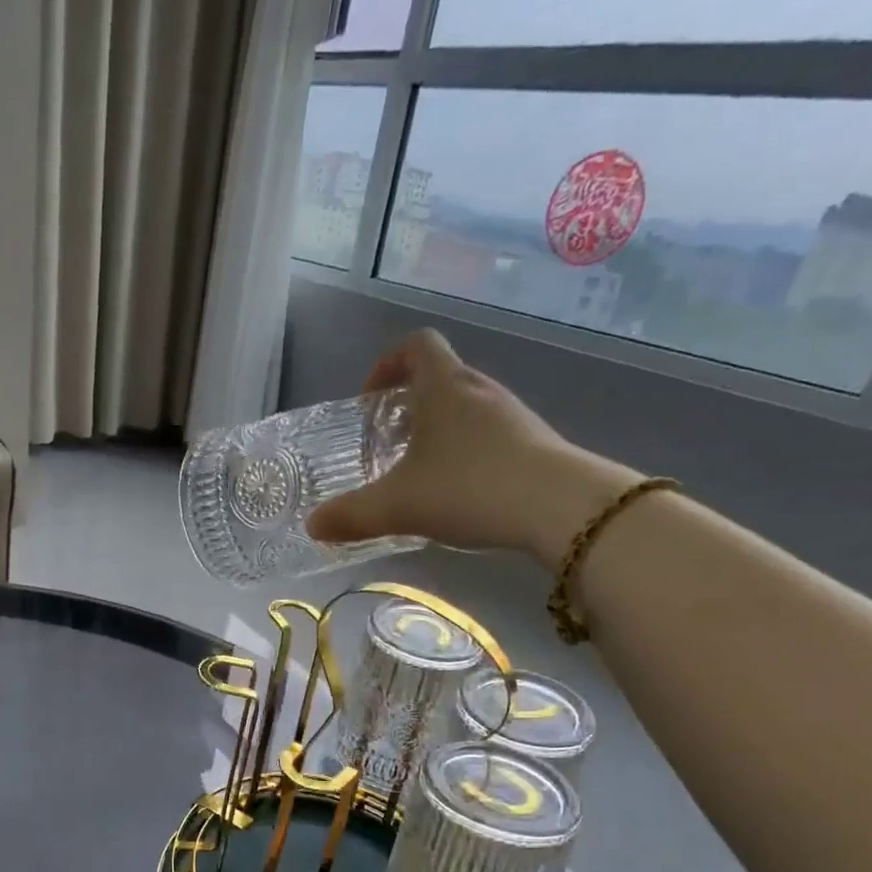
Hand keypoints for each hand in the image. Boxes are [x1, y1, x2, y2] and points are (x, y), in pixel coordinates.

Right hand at [306, 329, 593, 554]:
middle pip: (440, 377)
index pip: (416, 345)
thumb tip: (312, 526)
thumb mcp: (398, 506)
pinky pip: (490, 435)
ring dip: (439, 430)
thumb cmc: (468, 488)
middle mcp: (479, 390)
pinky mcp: (534, 443)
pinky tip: (460, 493)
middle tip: (388, 444)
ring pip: (466, 408)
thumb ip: (351, 515)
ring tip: (421, 473)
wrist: (559, 507)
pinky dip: (467, 452)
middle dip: (408, 405)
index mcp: (443, 386)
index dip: (387, 364)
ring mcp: (512, 415)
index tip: (370, 400)